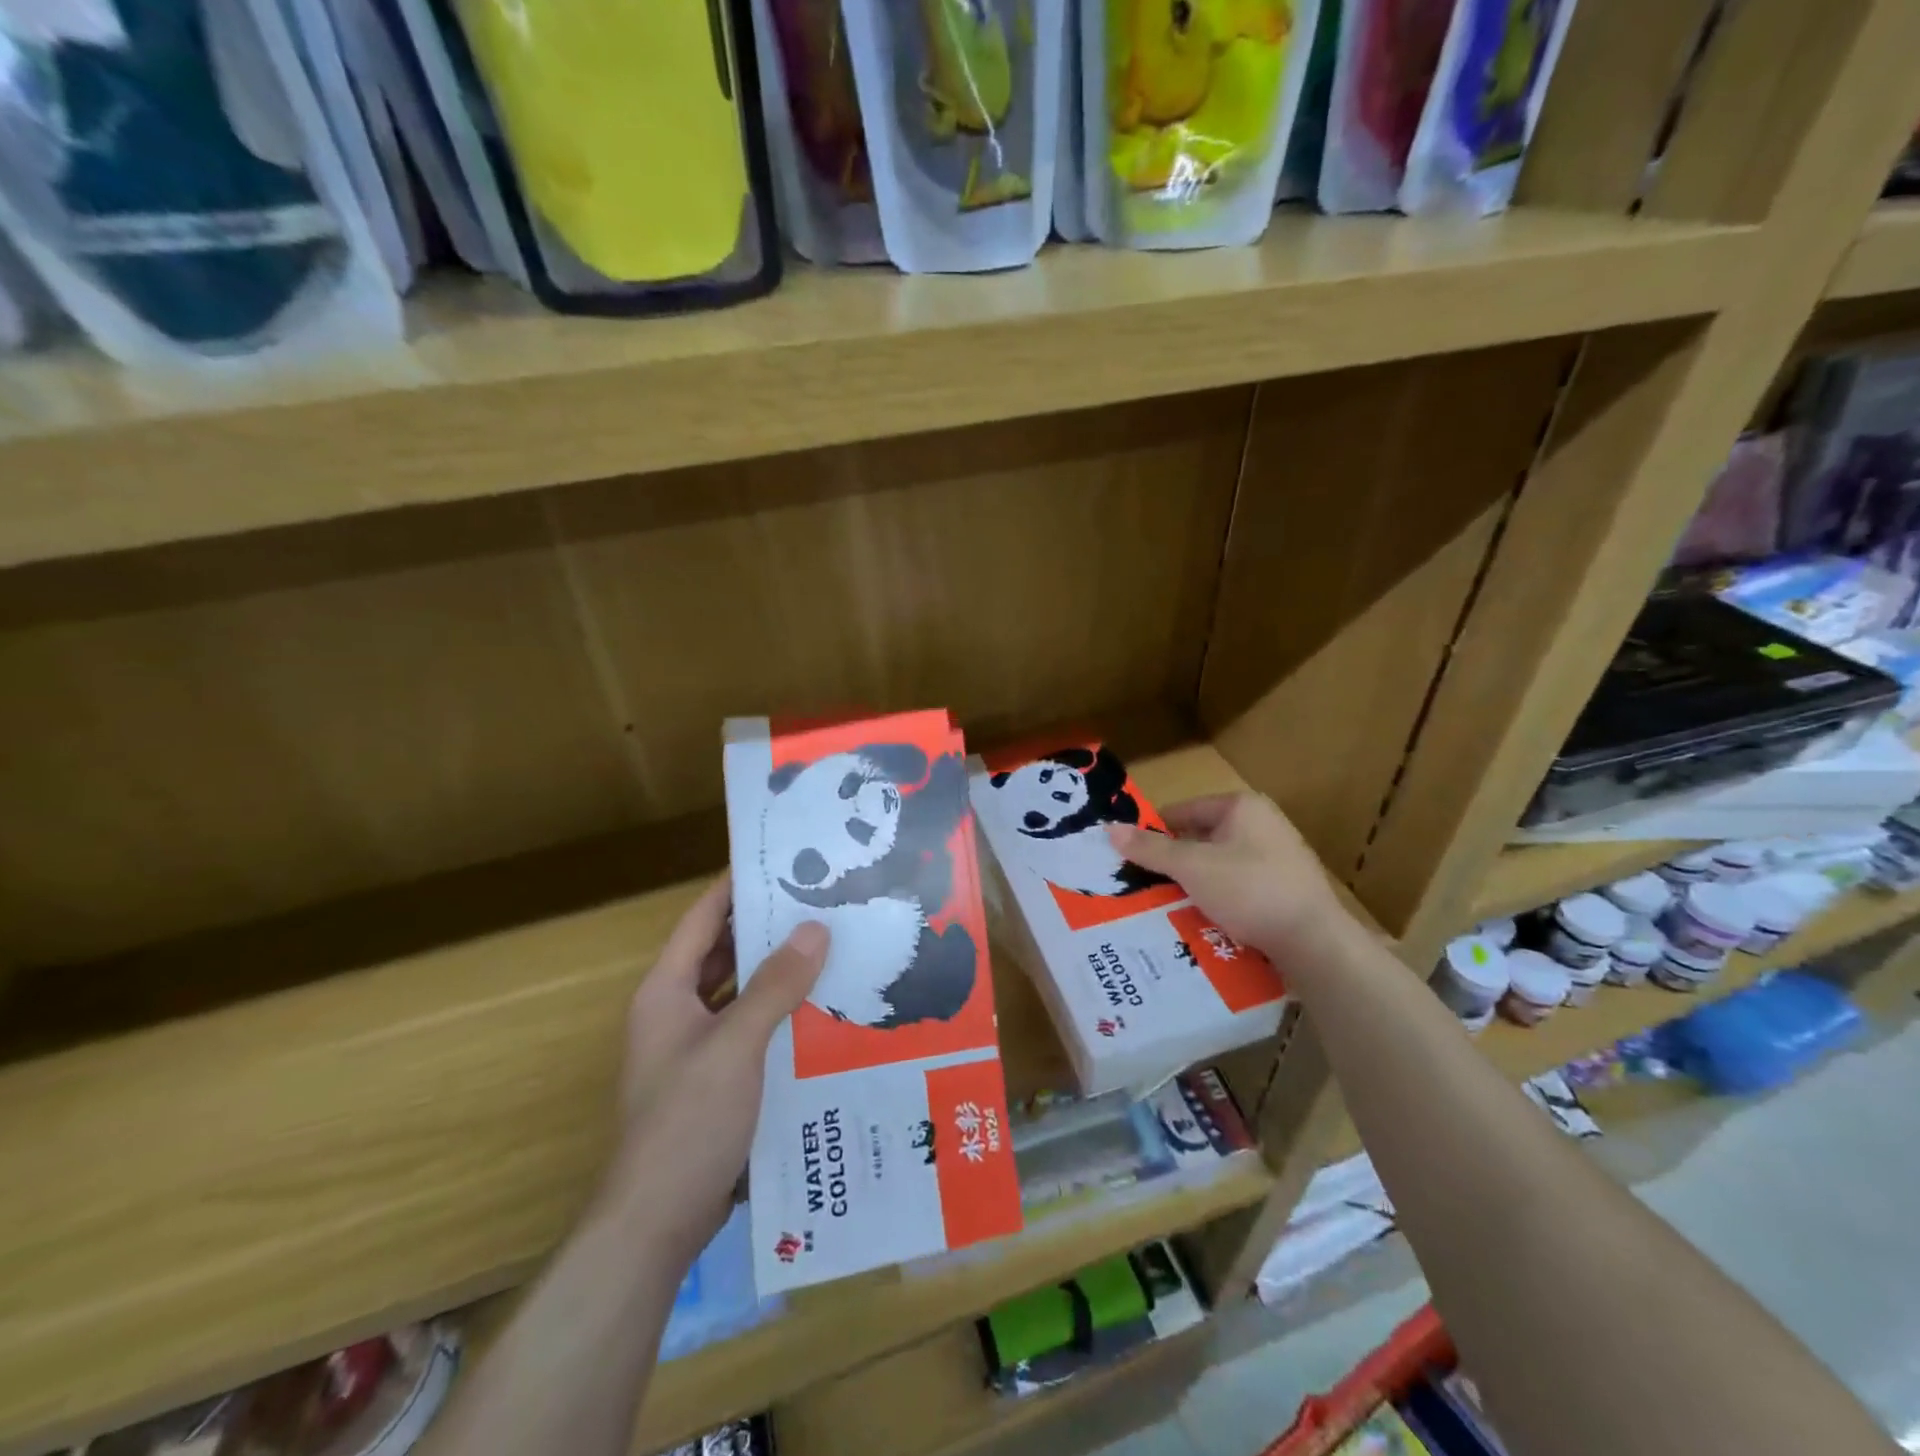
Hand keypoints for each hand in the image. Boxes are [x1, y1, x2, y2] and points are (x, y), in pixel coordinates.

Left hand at [600, 877, 827, 1266]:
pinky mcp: (714, 1080)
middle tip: (821, 902)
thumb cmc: (687, 1121)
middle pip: (723, 953)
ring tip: (830, 946)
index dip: (737, 886)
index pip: (703, 918)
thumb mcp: (736, 1046)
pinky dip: (779, 1013)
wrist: (656, 1222)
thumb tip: (815, 927)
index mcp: (667, 991)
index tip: (783, 860)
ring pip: (739, 992)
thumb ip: (774, 985)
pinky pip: (749, 1028)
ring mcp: (694, 1048)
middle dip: (767, 927)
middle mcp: (676, 1011)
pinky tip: (821, 1009)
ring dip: (776, 972)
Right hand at [1107, 793, 1356, 966]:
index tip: (1129, 856)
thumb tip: (1109, 829)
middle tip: (1141, 885)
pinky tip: (1199, 921)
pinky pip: (1238, 888)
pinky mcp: (1285, 890)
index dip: (1154, 831)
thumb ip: (1150, 849)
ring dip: (1193, 884)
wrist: (1314, 941)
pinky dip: (1217, 900)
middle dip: (1172, 863)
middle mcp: (1262, 825)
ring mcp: (1277, 858)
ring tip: (1164, 907)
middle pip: (1200, 839)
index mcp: (1242, 807)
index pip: (1184, 810)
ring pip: (1217, 867)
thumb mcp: (1192, 867)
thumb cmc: (1250, 890)